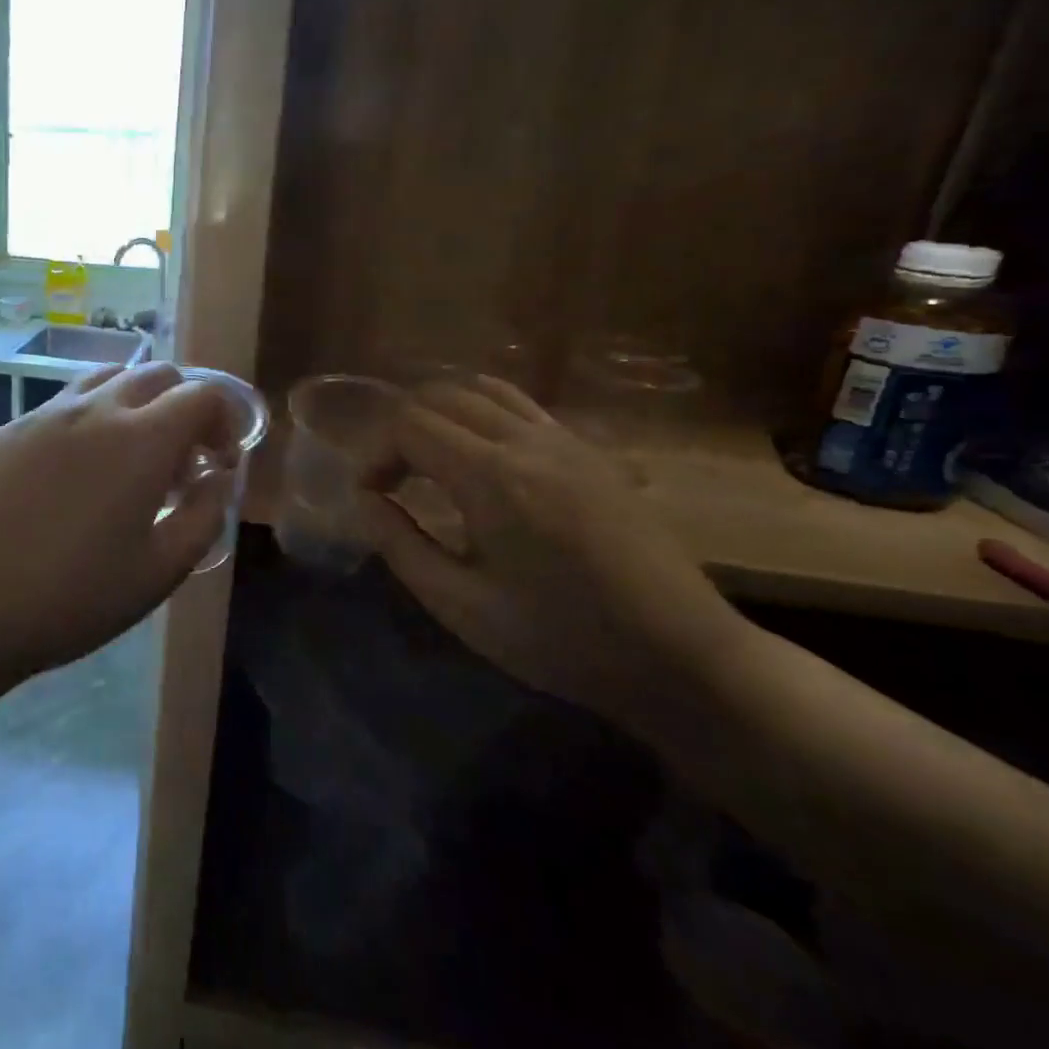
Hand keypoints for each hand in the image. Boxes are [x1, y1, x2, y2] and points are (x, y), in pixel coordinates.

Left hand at [0, 362, 236, 680]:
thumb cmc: (72, 597)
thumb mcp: (160, 571)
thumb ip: (206, 514)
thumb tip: (219, 475)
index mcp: (140, 440)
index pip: (203, 395)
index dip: (225, 420)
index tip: (220, 462)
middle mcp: (95, 409)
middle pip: (159, 375)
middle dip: (185, 407)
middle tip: (181, 463)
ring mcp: (46, 413)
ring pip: (109, 378)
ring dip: (138, 404)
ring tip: (131, 458)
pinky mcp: (11, 427)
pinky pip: (66, 402)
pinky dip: (93, 417)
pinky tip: (77, 471)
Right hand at [362, 376, 746, 722]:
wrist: (682, 657)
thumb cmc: (561, 639)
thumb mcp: (461, 605)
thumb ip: (400, 545)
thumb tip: (365, 500)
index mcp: (491, 478)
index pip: (409, 426)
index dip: (376, 454)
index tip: (372, 496)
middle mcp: (527, 442)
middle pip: (441, 396)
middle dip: (402, 430)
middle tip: (394, 481)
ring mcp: (566, 441)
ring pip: (483, 391)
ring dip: (443, 414)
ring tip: (430, 460)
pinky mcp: (592, 453)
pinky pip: (522, 406)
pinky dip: (483, 415)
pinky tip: (482, 460)